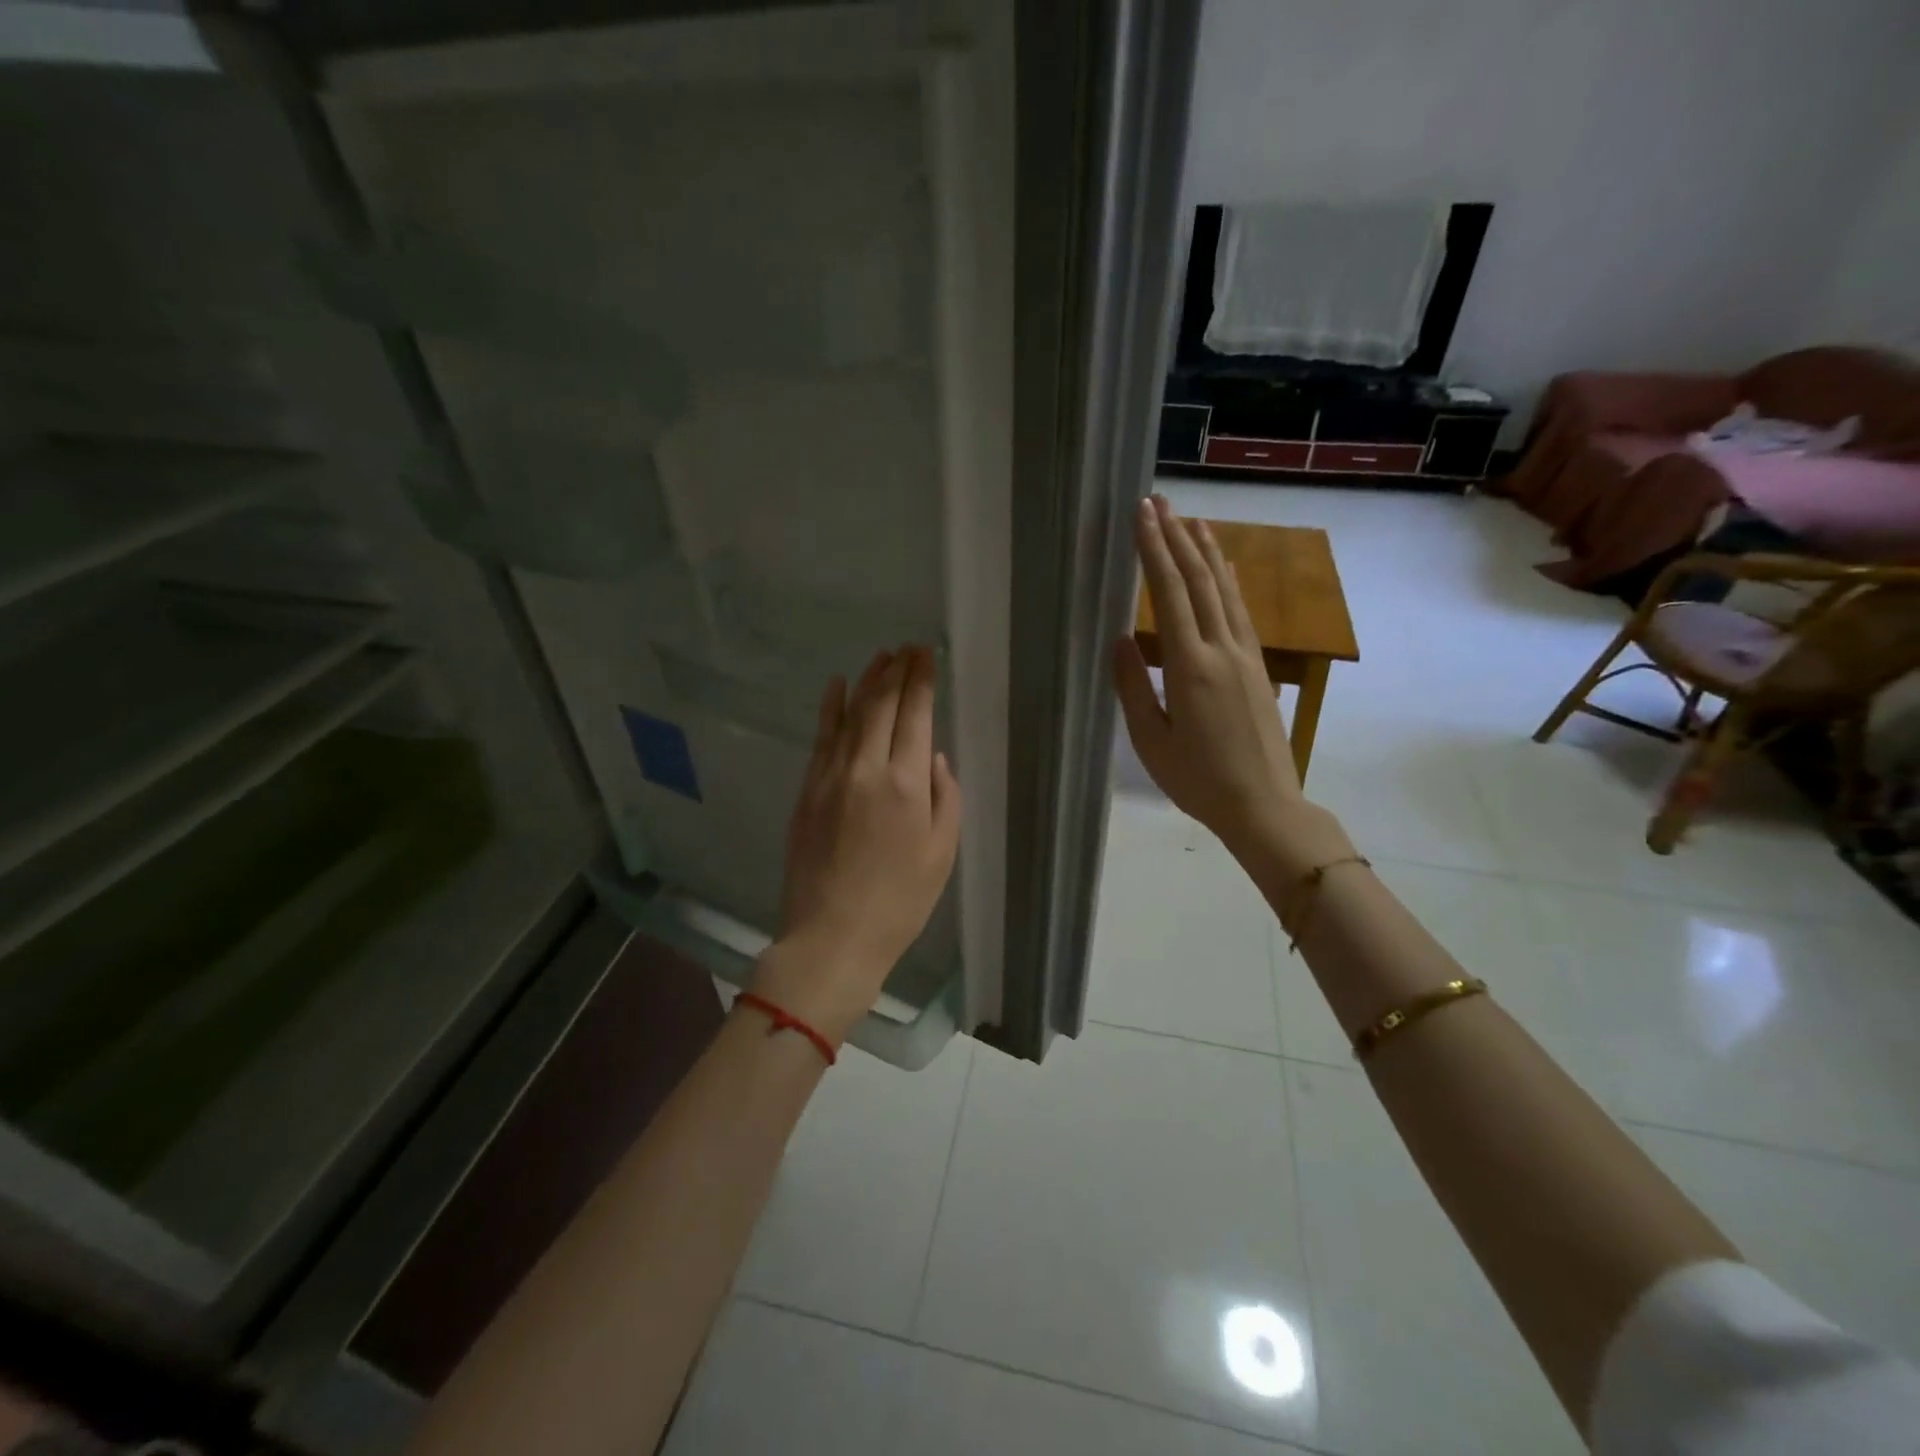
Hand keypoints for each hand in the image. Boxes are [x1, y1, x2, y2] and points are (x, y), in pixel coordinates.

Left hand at [751, 645, 961, 1043]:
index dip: (922, 681)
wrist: (832, 936)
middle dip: (897, 671)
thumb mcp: (942, 854)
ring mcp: (831, 776)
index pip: (915, 716)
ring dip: (867, 682)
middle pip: (882, 706)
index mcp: (906, 785)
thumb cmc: (899, 902)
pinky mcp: (807, 790)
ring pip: (851, 714)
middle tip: (908, 648)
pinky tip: (837, 686)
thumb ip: (946, 798)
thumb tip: (935, 758)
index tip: (926, 654)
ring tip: (881, 657)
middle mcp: (866, 769)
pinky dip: (830, 708)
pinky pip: (821, 738)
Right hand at [1114, 496, 1306, 856]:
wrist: (1264, 805)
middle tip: (1160, 502)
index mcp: (1190, 668)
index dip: (1155, 550)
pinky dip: (1229, 582)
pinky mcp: (1259, 667)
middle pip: (1201, 581)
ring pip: (1226, 591)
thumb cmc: (1198, 780)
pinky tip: (1224, 568)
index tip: (1143, 515)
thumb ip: (1132, 687)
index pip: (1171, 595)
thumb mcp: (1151, 741)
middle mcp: (1222, 650)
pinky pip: (1241, 612)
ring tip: (1192, 519)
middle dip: (1177, 537)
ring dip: (1208, 552)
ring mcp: (1246, 656)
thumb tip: (1118, 639)